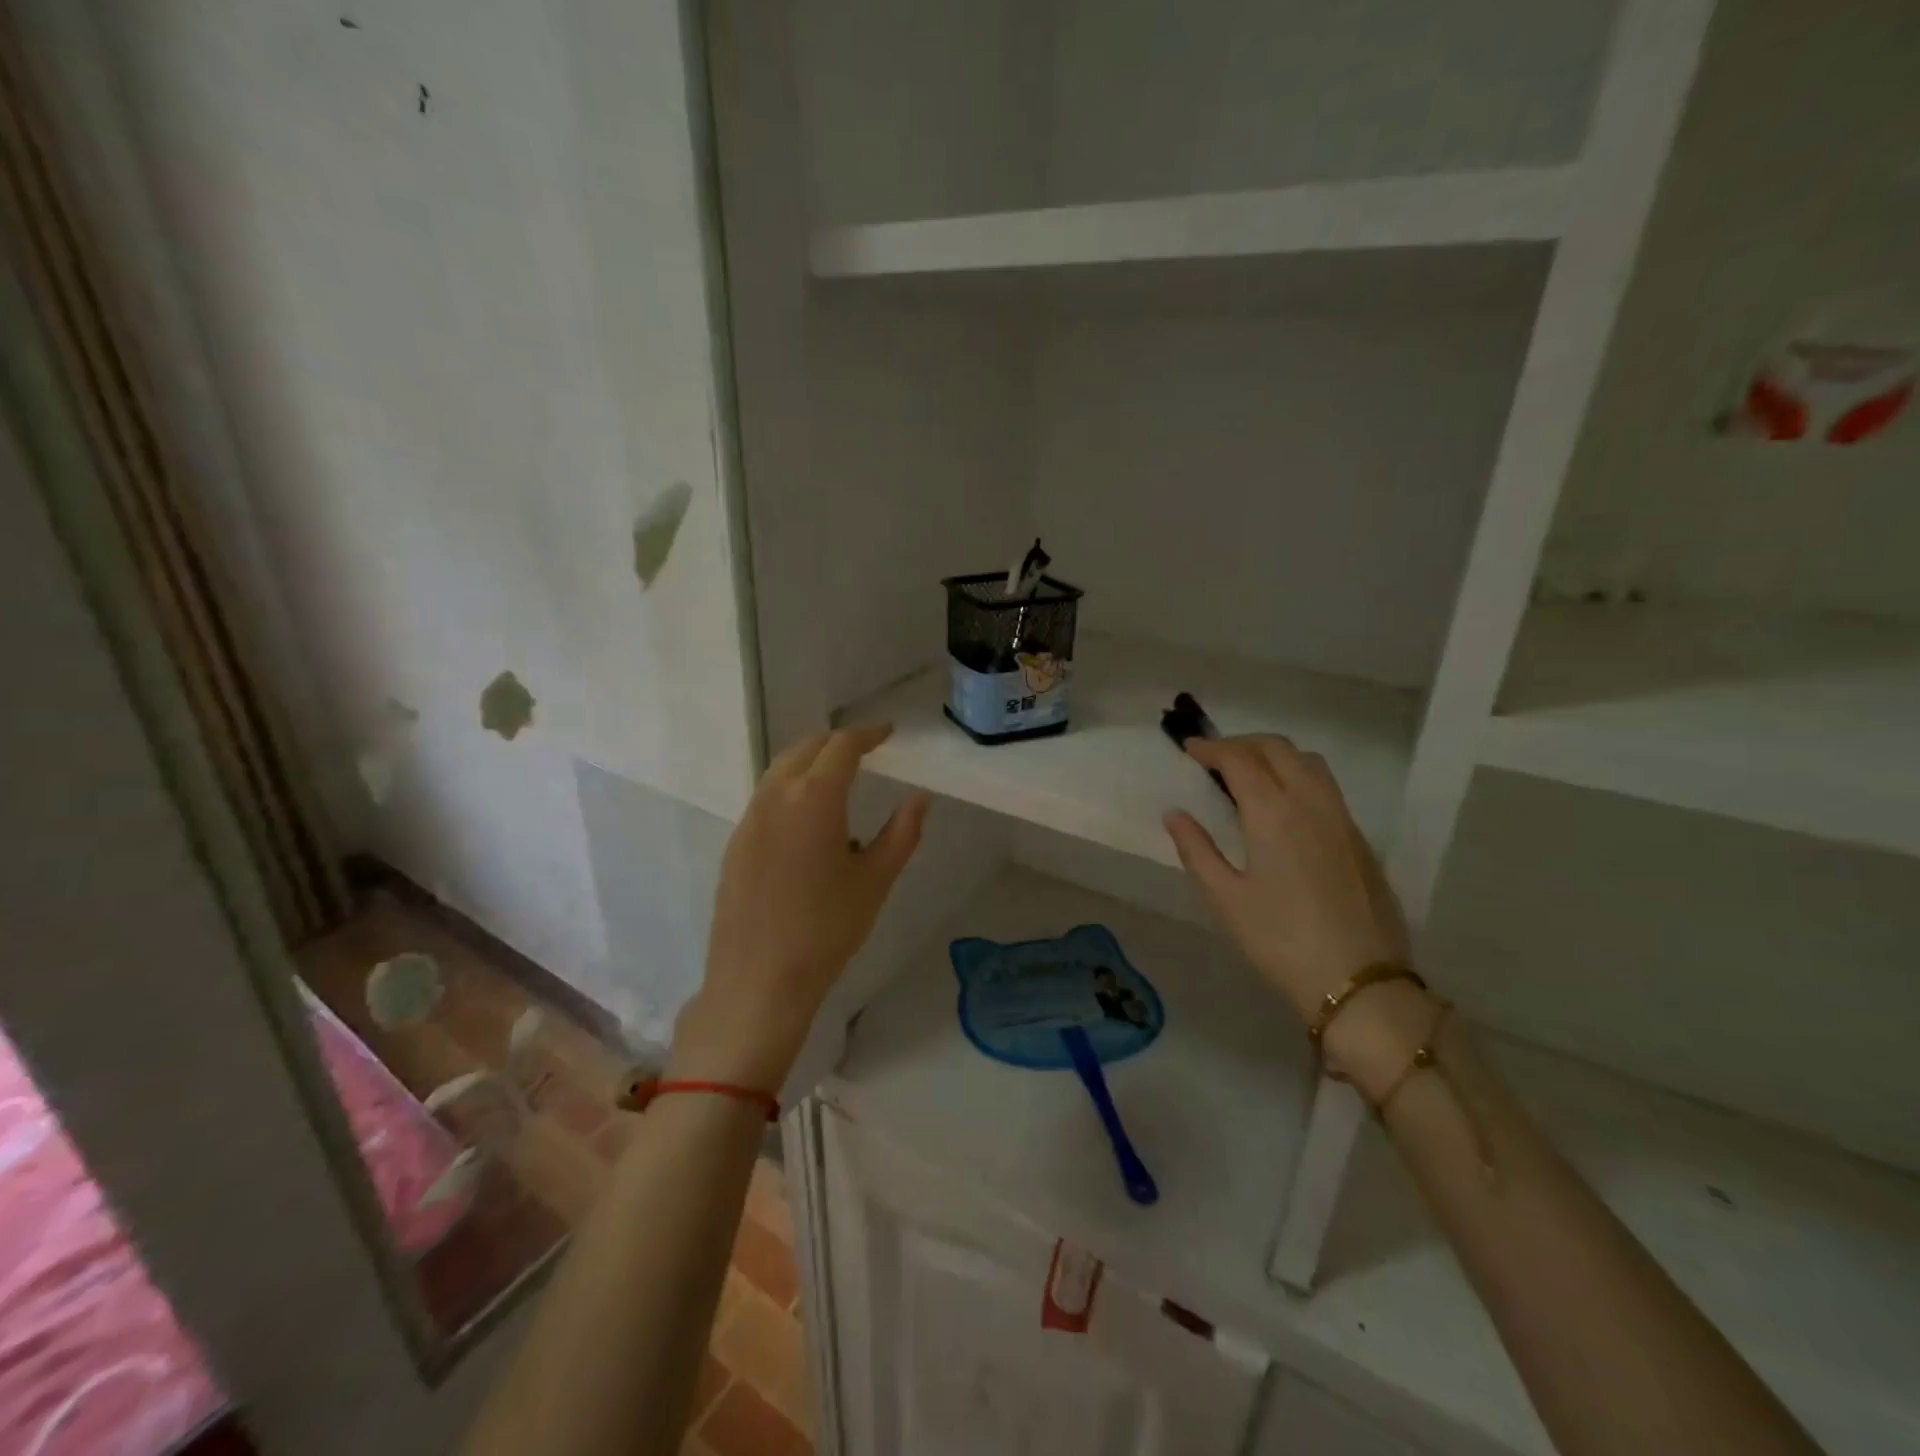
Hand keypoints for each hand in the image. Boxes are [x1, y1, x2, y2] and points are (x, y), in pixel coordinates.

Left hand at [671, 726, 930, 1090]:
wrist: (757, 981)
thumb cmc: (827, 930)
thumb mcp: (875, 881)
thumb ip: (902, 833)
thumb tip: (919, 799)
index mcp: (814, 799)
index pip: (841, 746)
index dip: (866, 734)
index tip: (886, 734)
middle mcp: (775, 797)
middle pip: (805, 749)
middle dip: (836, 742)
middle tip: (864, 750)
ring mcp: (749, 820)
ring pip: (779, 771)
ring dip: (809, 763)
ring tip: (837, 780)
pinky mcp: (735, 844)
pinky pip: (765, 798)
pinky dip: (789, 790)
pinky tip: (807, 822)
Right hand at [1162, 735, 1409, 1025]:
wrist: (1359, 982)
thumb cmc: (1280, 941)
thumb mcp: (1225, 898)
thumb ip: (1196, 849)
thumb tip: (1175, 814)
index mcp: (1274, 813)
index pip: (1240, 759)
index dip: (1211, 748)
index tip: (1189, 750)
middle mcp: (1312, 803)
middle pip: (1278, 748)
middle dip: (1242, 743)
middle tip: (1213, 758)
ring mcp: (1342, 819)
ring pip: (1309, 762)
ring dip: (1275, 755)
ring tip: (1249, 774)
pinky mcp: (1359, 839)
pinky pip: (1326, 787)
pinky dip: (1298, 776)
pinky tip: (1283, 806)